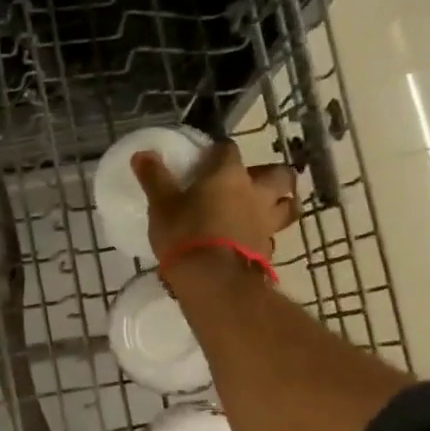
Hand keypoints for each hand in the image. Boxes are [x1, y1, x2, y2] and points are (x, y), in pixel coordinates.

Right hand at [131, 140, 297, 263]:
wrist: (214, 280)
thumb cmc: (185, 234)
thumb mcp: (161, 205)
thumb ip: (154, 179)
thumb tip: (142, 154)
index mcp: (229, 174)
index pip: (228, 150)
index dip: (219, 152)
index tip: (207, 159)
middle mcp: (255, 192)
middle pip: (280, 175)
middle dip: (272, 175)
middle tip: (254, 182)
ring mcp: (266, 222)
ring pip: (287, 207)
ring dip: (280, 205)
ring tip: (263, 210)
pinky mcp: (267, 250)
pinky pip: (272, 236)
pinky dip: (264, 236)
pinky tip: (251, 241)